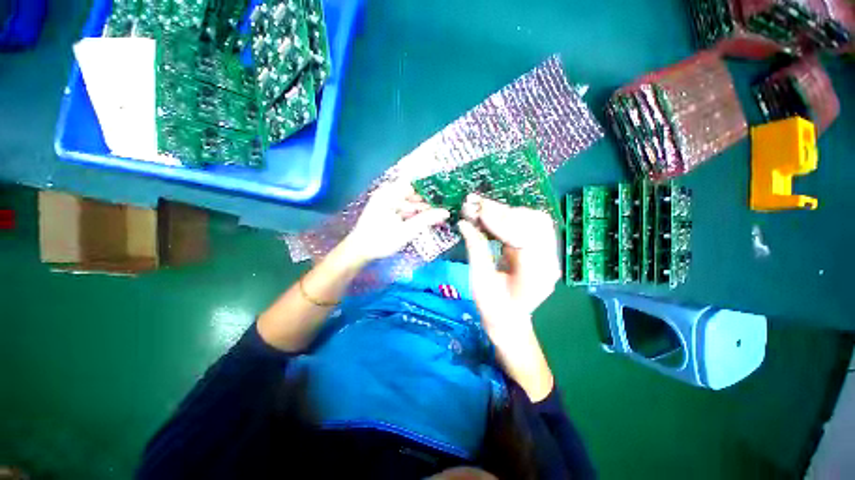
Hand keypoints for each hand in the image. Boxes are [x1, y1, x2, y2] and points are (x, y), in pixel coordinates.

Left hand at [343, 182, 449, 264]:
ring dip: (422, 208)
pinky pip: (404, 208)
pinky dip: (414, 213)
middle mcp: (387, 194)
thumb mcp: (406, 231)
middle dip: (428, 200)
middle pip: (412, 193)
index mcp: (389, 193)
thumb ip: (426, 220)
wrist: (359, 251)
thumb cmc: (381, 239)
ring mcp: (386, 203)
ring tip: (439, 213)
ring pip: (409, 202)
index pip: (414, 183)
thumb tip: (446, 212)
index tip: (445, 191)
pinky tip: (426, 219)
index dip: (430, 186)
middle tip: (445, 204)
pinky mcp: (387, 211)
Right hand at [458, 194, 558, 401]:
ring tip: (480, 206)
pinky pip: (528, 224)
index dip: (501, 222)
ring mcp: (547, 253)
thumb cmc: (493, 307)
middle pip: (534, 223)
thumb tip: (464, 223)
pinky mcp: (539, 247)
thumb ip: (476, 250)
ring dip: (506, 211)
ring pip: (533, 219)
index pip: (525, 238)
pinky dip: (508, 216)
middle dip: (503, 212)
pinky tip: (490, 213)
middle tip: (475, 204)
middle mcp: (549, 261)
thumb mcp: (480, 282)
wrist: (509, 320)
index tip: (478, 213)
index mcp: (537, 276)